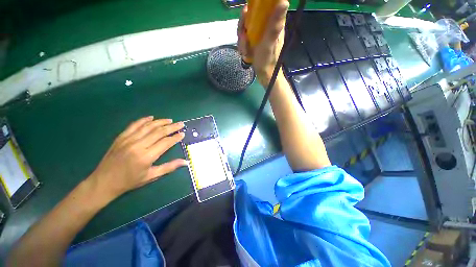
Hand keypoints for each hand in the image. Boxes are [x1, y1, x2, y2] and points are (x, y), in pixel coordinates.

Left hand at [87, 116, 186, 199]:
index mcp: (146, 157)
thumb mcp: (151, 176)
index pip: (166, 143)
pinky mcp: (121, 137)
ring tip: (170, 120)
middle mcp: (138, 145)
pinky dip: (144, 120)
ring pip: (148, 127)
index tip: (183, 134)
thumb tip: (185, 162)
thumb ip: (169, 167)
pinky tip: (151, 117)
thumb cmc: (130, 181)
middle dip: (172, 127)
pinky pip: (134, 125)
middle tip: (181, 124)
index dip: (175, 137)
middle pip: (159, 132)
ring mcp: (128, 140)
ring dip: (161, 122)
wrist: (103, 182)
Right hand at [237, 0, 288, 86]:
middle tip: (243, 38)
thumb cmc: (267, 61)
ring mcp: (260, 36)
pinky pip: (245, 38)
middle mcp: (267, 27)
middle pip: (252, 17)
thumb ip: (274, 25)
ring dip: (242, 40)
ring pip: (247, 28)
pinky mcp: (255, 43)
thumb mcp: (269, 43)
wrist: (265, 76)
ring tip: (244, 50)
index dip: (256, 6)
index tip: (247, 12)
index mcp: (274, 24)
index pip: (266, 7)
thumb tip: (284, 1)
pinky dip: (243, 46)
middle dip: (243, 27)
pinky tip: (245, 53)